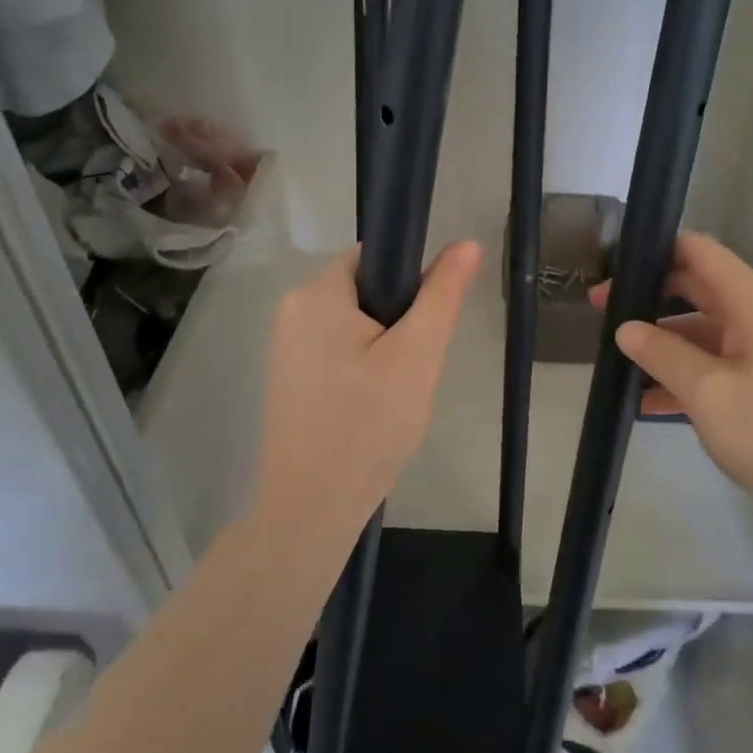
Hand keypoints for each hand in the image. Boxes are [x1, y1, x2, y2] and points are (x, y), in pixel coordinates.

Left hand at [255, 241, 480, 541]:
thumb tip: (466, 243)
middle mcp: (292, 308)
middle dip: (399, 322)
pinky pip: (337, 350)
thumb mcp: (417, 355)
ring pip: (356, 323)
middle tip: (414, 369)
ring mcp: (285, 345)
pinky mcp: (288, 376)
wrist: (311, 509)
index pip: (377, 256)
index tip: (426, 327)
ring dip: (384, 348)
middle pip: (366, 290)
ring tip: (396, 392)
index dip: (412, 282)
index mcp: (316, 292)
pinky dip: (363, 367)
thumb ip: (442, 294)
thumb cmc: (367, 425)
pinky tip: (371, 407)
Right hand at [592, 233, 752, 506]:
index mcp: (749, 302)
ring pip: (696, 330)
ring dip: (658, 341)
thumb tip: (624, 328)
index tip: (613, 269)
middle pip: (692, 288)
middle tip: (598, 313)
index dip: (654, 250)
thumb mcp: (709, 393)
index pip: (697, 250)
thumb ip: (662, 354)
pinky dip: (677, 375)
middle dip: (645, 297)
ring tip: (612, 358)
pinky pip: (708, 365)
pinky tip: (642, 401)